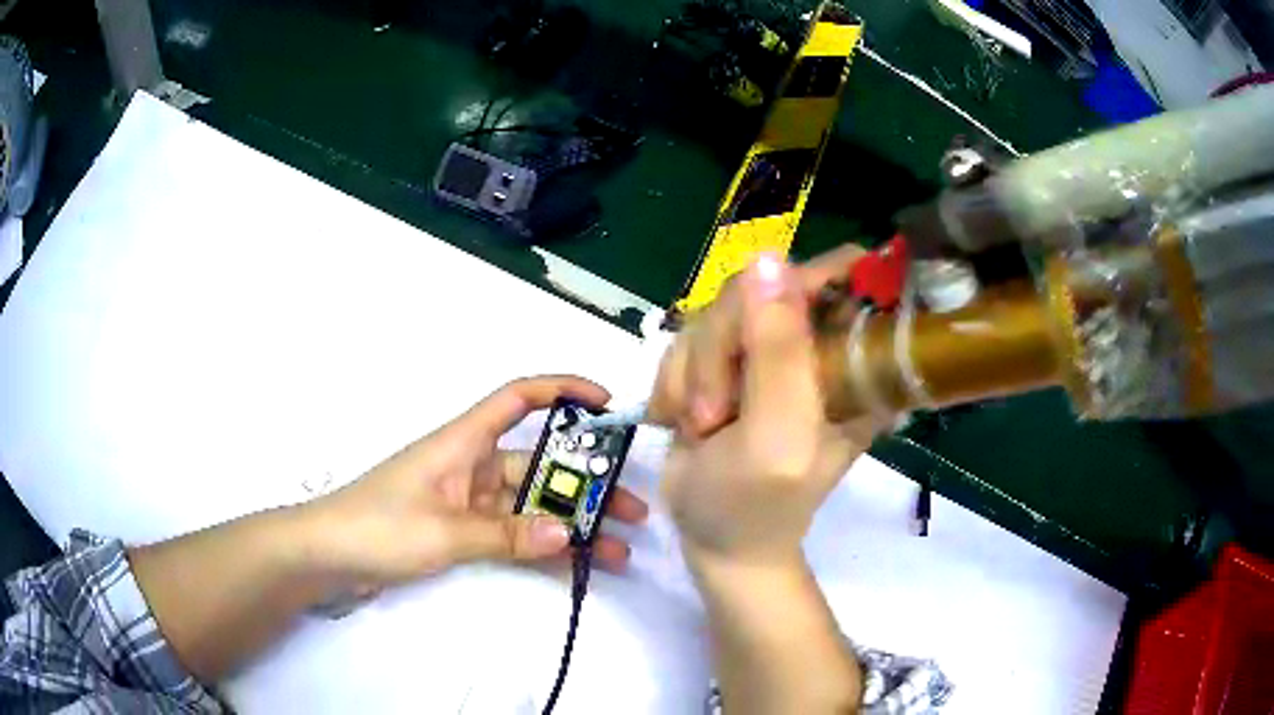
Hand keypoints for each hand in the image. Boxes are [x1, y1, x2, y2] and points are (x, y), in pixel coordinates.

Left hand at [299, 376, 648, 589]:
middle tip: (634, 509)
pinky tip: (576, 563)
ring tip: (619, 547)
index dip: (563, 390)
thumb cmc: (378, 527)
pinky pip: (513, 533)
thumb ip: (505, 534)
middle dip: (588, 483)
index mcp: (462, 442)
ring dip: (571, 524)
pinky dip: (541, 546)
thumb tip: (569, 534)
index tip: (607, 404)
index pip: (518, 398)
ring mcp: (468, 502)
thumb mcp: (443, 532)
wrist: (327, 557)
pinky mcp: (462, 532)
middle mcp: (471, 465)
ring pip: (531, 505)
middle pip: (540, 464)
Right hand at [660, 255, 877, 566]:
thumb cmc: (757, 504)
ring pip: (716, 311)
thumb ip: (779, 351)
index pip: (845, 273)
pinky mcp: (726, 361)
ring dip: (694, 373)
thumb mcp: (778, 434)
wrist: (715, 540)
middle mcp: (815, 345)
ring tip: (701, 426)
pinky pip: (688, 336)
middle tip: (716, 413)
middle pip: (762, 285)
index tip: (759, 326)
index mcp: (854, 360)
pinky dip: (676, 380)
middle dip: (723, 348)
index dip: (802, 281)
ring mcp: (767, 351)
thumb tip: (767, 257)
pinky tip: (684, 420)